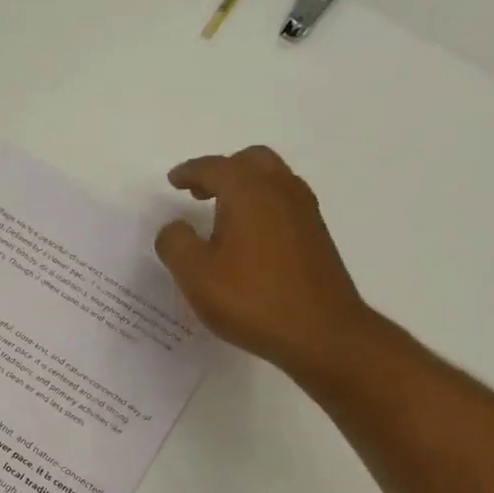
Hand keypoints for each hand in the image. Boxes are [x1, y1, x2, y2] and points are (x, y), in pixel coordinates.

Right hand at [154, 147, 372, 380]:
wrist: (319, 331)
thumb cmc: (250, 298)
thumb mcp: (195, 274)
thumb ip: (175, 243)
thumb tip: (175, 227)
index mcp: (248, 192)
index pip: (215, 168)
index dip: (190, 172)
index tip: (173, 180)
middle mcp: (280, 191)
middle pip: (251, 161)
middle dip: (222, 171)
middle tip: (199, 192)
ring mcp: (304, 212)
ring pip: (272, 180)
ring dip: (244, 186)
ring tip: (220, 214)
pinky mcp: (315, 236)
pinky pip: (283, 203)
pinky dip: (261, 205)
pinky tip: (247, 236)